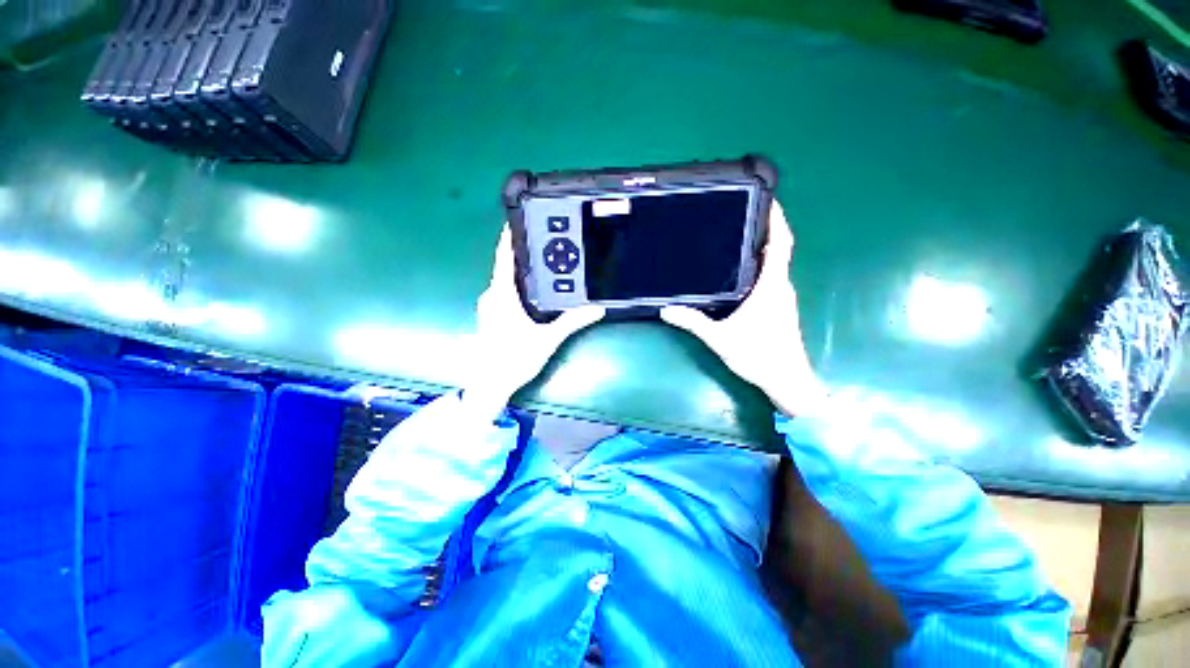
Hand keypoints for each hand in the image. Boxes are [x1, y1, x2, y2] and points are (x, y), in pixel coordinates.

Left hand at [464, 227, 604, 417]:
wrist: (489, 384)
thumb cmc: (514, 359)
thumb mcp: (547, 339)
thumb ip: (572, 322)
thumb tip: (597, 309)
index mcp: (501, 295)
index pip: (505, 257)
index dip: (510, 236)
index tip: (519, 219)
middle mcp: (491, 295)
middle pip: (507, 266)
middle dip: (524, 253)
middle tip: (547, 243)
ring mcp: (489, 305)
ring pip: (506, 280)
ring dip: (522, 271)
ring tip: (545, 262)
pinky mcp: (491, 315)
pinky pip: (505, 291)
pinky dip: (519, 285)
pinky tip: (535, 289)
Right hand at [661, 202, 826, 416]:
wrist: (787, 380)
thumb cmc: (758, 356)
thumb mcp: (720, 338)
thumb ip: (694, 322)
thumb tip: (666, 310)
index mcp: (771, 286)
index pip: (780, 244)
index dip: (777, 219)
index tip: (768, 199)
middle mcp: (781, 286)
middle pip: (778, 248)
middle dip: (764, 228)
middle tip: (739, 214)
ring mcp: (782, 296)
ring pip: (775, 263)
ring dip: (761, 247)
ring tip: (735, 236)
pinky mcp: (779, 306)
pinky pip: (771, 276)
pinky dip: (760, 264)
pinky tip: (739, 269)